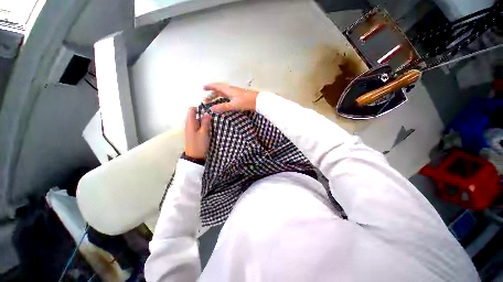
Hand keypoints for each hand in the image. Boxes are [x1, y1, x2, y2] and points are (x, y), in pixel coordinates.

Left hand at [184, 107, 210, 159]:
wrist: (195, 157)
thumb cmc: (199, 144)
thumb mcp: (204, 133)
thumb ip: (205, 122)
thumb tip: (207, 113)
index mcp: (190, 123)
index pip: (192, 109)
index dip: (199, 108)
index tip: (208, 110)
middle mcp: (189, 124)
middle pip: (195, 115)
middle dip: (204, 115)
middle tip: (213, 117)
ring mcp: (191, 130)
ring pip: (198, 121)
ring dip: (204, 121)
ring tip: (213, 122)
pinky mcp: (194, 134)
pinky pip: (198, 126)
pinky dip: (204, 126)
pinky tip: (210, 129)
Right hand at [203, 83, 258, 111]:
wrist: (258, 101)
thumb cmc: (246, 102)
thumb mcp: (233, 105)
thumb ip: (223, 107)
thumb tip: (212, 109)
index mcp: (228, 90)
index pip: (217, 86)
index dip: (210, 87)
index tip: (203, 88)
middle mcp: (231, 90)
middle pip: (219, 90)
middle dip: (212, 93)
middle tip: (206, 99)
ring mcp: (235, 93)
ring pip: (224, 93)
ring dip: (217, 96)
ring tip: (213, 100)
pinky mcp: (239, 96)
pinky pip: (228, 96)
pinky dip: (223, 98)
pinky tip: (224, 102)